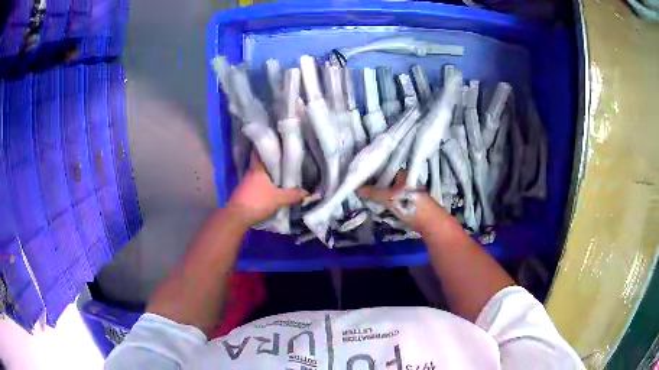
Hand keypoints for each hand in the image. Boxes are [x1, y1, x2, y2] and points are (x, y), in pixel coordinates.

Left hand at [227, 153, 307, 226]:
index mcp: (257, 169)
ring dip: (264, 177)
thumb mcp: (279, 199)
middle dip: (268, 164)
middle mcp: (249, 173)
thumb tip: (307, 192)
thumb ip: (293, 195)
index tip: (272, 144)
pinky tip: (267, 191)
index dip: (263, 147)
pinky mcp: (242, 194)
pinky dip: (260, 187)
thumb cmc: (258, 201)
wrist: (237, 217)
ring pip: (256, 176)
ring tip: (276, 178)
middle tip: (280, 163)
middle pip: (259, 164)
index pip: (258, 152)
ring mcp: (244, 183)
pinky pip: (253, 186)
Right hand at [358, 172, 446, 231]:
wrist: (430, 223)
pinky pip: (392, 199)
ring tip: (364, 197)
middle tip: (359, 189)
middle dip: (373, 185)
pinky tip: (375, 205)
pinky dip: (384, 201)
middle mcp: (405, 180)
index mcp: (403, 173)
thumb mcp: (389, 198)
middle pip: (385, 181)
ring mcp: (407, 192)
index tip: (358, 179)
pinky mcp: (407, 202)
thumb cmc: (410, 205)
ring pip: (388, 191)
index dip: (371, 174)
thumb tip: (356, 189)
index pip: (383, 170)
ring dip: (378, 195)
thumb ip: (373, 193)